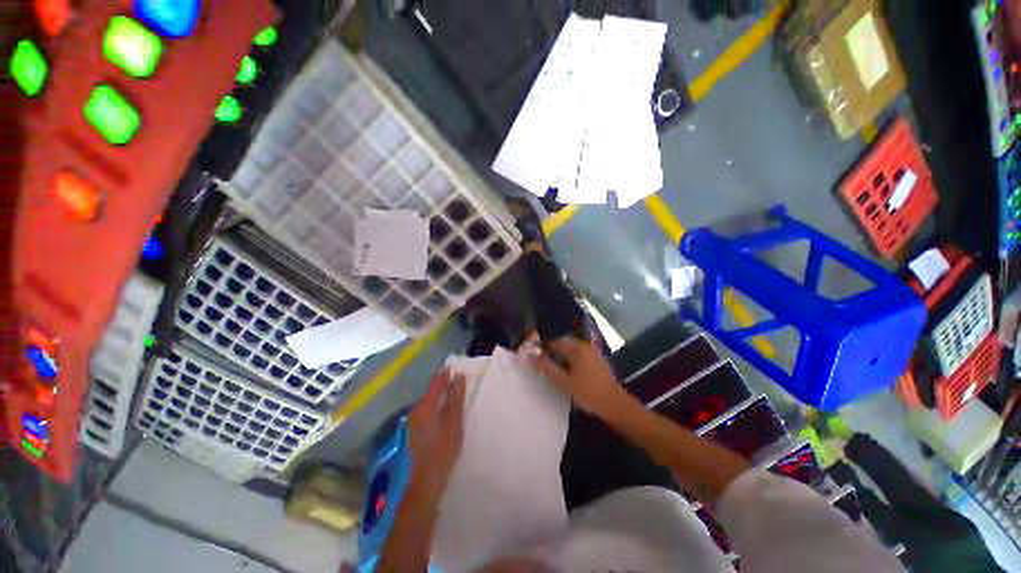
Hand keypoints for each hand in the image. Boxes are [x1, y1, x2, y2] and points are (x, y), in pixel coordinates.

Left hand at [407, 369, 465, 499]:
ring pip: (428, 401)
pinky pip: (426, 411)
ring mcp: (412, 422)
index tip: (457, 366)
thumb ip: (456, 399)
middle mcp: (415, 410)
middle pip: (431, 391)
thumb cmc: (442, 452)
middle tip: (459, 380)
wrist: (423, 485)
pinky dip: (436, 407)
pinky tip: (444, 412)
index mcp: (425, 406)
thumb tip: (459, 376)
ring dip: (440, 396)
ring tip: (454, 394)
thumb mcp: (454, 424)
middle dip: (443, 384)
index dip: (446, 372)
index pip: (436, 381)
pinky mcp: (413, 432)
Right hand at [530, 337, 624, 415]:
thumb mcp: (563, 381)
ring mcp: (594, 352)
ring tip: (560, 374)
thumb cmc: (587, 392)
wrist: (614, 404)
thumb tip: (532, 356)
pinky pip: (581, 357)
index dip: (545, 351)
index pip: (556, 343)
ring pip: (573, 352)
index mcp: (577, 348)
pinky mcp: (599, 361)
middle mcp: (586, 346)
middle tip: (549, 370)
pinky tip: (573, 375)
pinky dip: (574, 362)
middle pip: (565, 346)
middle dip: (555, 355)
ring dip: (565, 359)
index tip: (539, 363)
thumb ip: (546, 367)